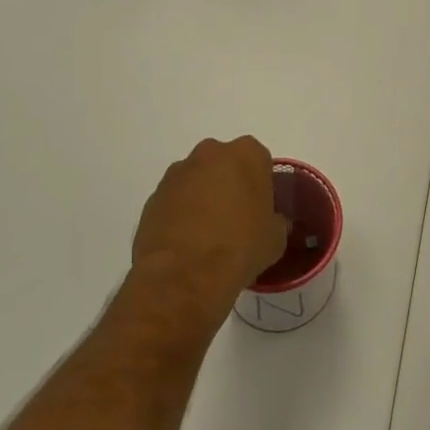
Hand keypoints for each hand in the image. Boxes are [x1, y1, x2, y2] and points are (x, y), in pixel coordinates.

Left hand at [131, 136, 289, 322]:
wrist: (184, 275)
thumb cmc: (240, 248)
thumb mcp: (275, 238)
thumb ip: (275, 222)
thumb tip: (271, 223)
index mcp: (247, 154)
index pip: (259, 161)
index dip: (261, 185)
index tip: (260, 209)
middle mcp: (211, 153)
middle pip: (225, 164)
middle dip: (229, 185)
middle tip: (235, 219)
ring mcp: (178, 173)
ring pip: (197, 180)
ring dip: (202, 198)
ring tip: (207, 236)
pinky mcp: (154, 196)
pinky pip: (174, 200)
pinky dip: (180, 215)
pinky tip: (186, 244)